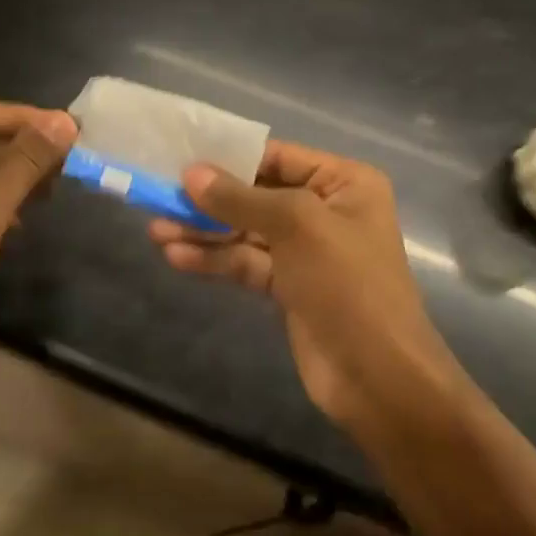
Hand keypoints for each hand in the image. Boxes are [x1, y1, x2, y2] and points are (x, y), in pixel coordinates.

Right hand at [148, 141, 459, 430]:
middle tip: (160, 196)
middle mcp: (326, 210)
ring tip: (156, 231)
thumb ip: (239, 199)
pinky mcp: (289, 288)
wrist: (379, 378)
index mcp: (344, 182)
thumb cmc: (347, 284)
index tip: (182, 159)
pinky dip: (215, 260)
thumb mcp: (296, 226)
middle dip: (210, 200)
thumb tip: (190, 173)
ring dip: (204, 232)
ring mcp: (306, 252)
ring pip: (246, 232)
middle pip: (257, 195)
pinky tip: (177, 257)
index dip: (230, 157)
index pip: (277, 157)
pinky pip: (246, 263)